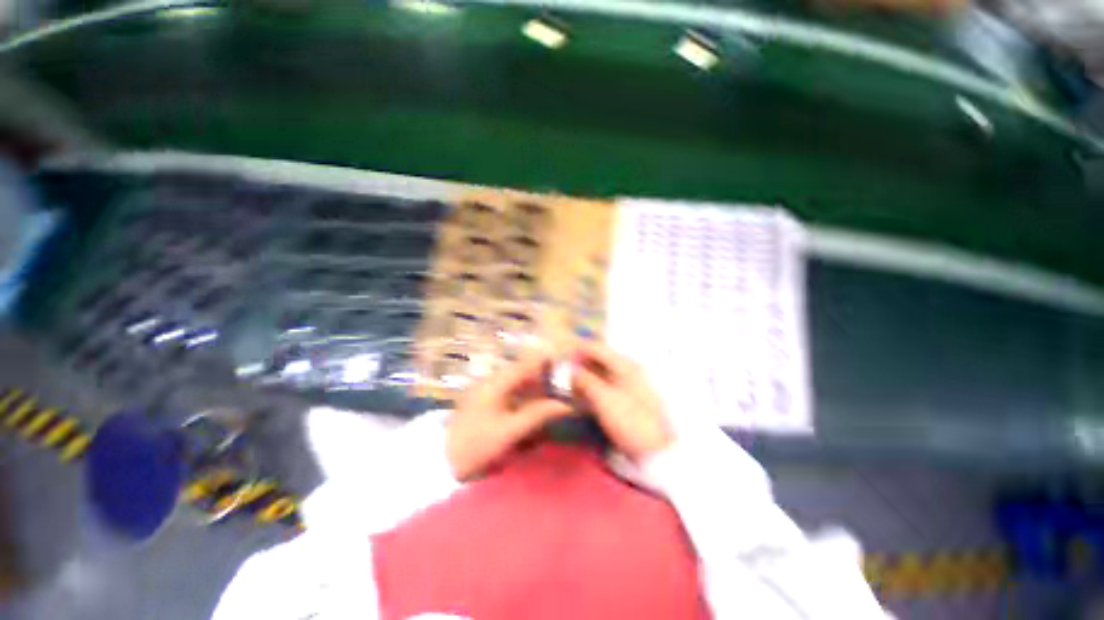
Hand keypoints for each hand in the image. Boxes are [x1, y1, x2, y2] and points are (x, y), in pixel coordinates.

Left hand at [446, 353, 572, 480]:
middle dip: (544, 377)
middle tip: (563, 388)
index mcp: (495, 383)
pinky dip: (524, 397)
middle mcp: (491, 380)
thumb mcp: (509, 432)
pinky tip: (533, 408)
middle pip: (524, 371)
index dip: (547, 363)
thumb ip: (537, 415)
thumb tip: (566, 404)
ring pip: (518, 381)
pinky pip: (510, 392)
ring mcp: (486, 390)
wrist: (441, 465)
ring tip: (553, 398)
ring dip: (535, 388)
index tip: (567, 369)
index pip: (527, 364)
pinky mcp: (484, 401)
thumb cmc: (475, 447)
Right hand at [572, 342, 673, 462]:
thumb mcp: (604, 400)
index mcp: (625, 364)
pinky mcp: (628, 398)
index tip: (561, 360)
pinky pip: (606, 385)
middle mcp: (628, 369)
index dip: (577, 351)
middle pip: (598, 359)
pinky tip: (584, 398)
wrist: (658, 451)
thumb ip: (585, 381)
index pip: (596, 348)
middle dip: (579, 365)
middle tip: (563, 376)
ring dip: (585, 378)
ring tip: (570, 388)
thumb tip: (570, 370)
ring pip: (601, 373)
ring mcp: (629, 384)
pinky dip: (593, 388)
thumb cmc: (631, 422)